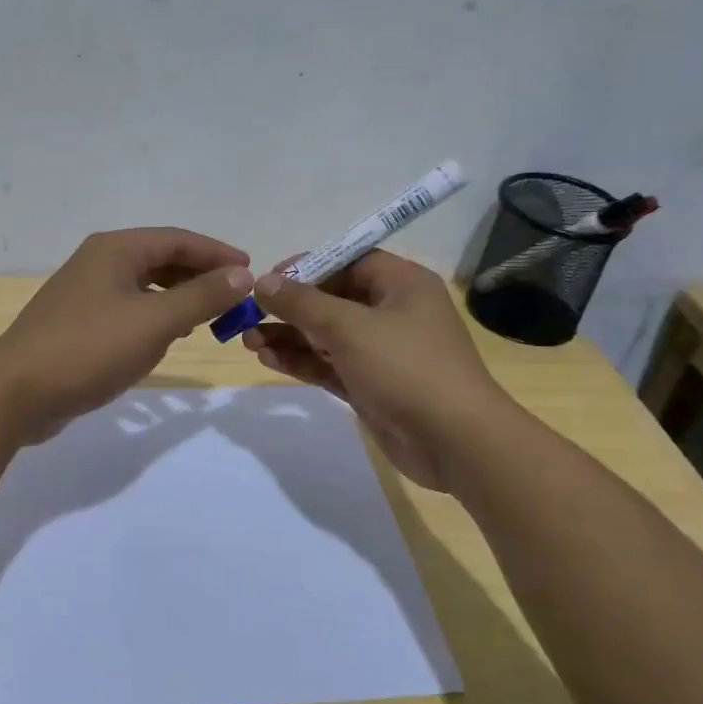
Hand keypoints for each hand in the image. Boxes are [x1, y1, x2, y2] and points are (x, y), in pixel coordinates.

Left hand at [0, 228, 253, 441]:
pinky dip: (155, 316)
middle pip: (160, 259)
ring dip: (179, 297)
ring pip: (144, 286)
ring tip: (209, 317)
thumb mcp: (154, 322)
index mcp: (115, 250)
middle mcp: (99, 262)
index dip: (217, 253)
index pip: (178, 239)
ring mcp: (85, 294)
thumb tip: (242, 274)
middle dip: (200, 275)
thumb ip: (201, 296)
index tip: (251, 271)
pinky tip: (168, 337)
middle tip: (234, 297)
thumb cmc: (89, 349)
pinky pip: (129, 309)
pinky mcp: (78, 324)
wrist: (16, 393)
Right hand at [242, 250, 496, 490]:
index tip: (268, 280)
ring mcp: (381, 352)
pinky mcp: (371, 385)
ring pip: (326, 335)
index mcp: (401, 284)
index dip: (307, 267)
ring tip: (247, 340)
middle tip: (249, 314)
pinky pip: (329, 365)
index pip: (348, 262)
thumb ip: (302, 303)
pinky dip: (302, 361)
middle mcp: (392, 312)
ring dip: (289, 337)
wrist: (455, 442)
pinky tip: (268, 359)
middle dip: (290, 308)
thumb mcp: (349, 327)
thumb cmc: (406, 367)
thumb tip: (263, 281)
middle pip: (332, 299)